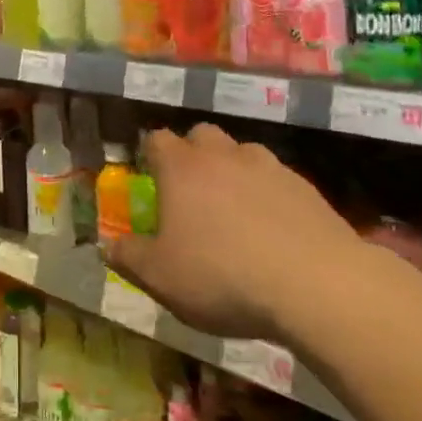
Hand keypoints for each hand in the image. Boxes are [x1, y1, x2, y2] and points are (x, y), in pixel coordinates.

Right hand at [104, 124, 365, 342]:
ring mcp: (268, 167)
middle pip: (202, 135)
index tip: (150, 177)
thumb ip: (129, 257)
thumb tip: (106, 245)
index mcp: (181, 168)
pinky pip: (277, 180)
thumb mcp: (160, 277)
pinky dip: (270, 195)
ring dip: (234, 171)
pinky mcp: (306, 188)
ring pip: (243, 154)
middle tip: (191, 192)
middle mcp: (223, 156)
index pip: (157, 140)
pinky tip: (274, 230)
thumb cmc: (222, 276)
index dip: (151, 154)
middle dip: (193, 154)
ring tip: (235, 210)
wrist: (315, 285)